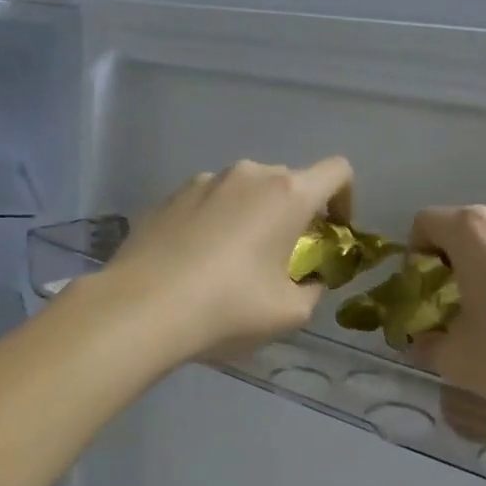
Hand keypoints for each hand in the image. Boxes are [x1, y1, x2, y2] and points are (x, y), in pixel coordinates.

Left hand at [103, 157, 353, 366]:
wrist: (141, 308)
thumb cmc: (228, 308)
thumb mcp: (289, 313)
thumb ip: (312, 290)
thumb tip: (308, 281)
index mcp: (287, 194)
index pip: (337, 172)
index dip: (345, 198)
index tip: (331, 232)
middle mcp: (248, 174)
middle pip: (288, 182)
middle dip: (294, 213)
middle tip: (283, 256)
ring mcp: (203, 181)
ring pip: (244, 190)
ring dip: (252, 216)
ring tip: (233, 262)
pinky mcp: (168, 196)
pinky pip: (208, 202)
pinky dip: (215, 222)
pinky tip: (196, 262)